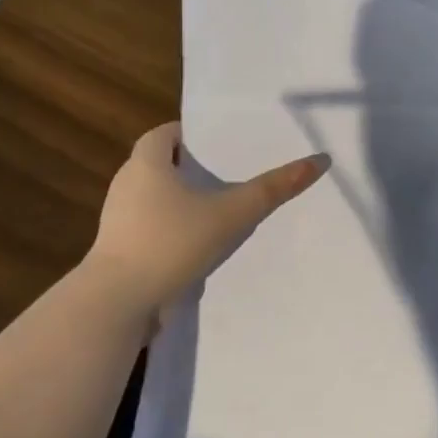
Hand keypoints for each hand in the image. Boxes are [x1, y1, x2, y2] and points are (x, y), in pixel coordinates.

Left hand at [84, 121, 328, 324]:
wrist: (119, 303)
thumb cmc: (172, 242)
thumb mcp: (231, 213)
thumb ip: (273, 188)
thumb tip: (319, 160)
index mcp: (146, 163)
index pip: (164, 134)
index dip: (189, 135)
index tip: (219, 145)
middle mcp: (127, 184)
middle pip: (160, 164)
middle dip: (191, 168)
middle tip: (228, 174)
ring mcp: (118, 220)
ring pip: (156, 199)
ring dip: (182, 201)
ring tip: (219, 208)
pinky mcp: (119, 250)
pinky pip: (150, 228)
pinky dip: (172, 229)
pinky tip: (198, 243)